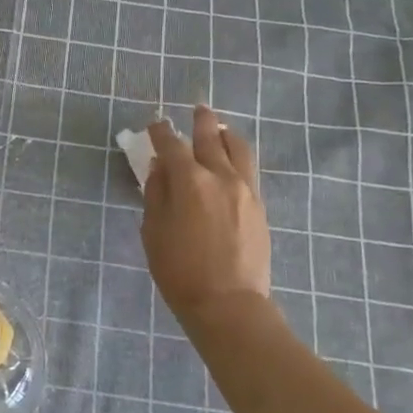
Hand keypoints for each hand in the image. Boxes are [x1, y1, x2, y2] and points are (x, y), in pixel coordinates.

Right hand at [142, 105, 271, 322]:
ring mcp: (245, 189)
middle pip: (210, 137)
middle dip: (200, 121)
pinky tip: (233, 159)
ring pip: (238, 148)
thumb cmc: (179, 270)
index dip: (161, 132)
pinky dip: (238, 155)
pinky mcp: (259, 205)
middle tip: (196, 109)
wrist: (228, 304)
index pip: (171, 145)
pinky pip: (249, 169)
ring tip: (220, 128)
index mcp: (189, 181)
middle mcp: (220, 176)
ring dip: (226, 133)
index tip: (155, 125)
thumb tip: (159, 167)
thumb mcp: (153, 231)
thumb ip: (156, 194)